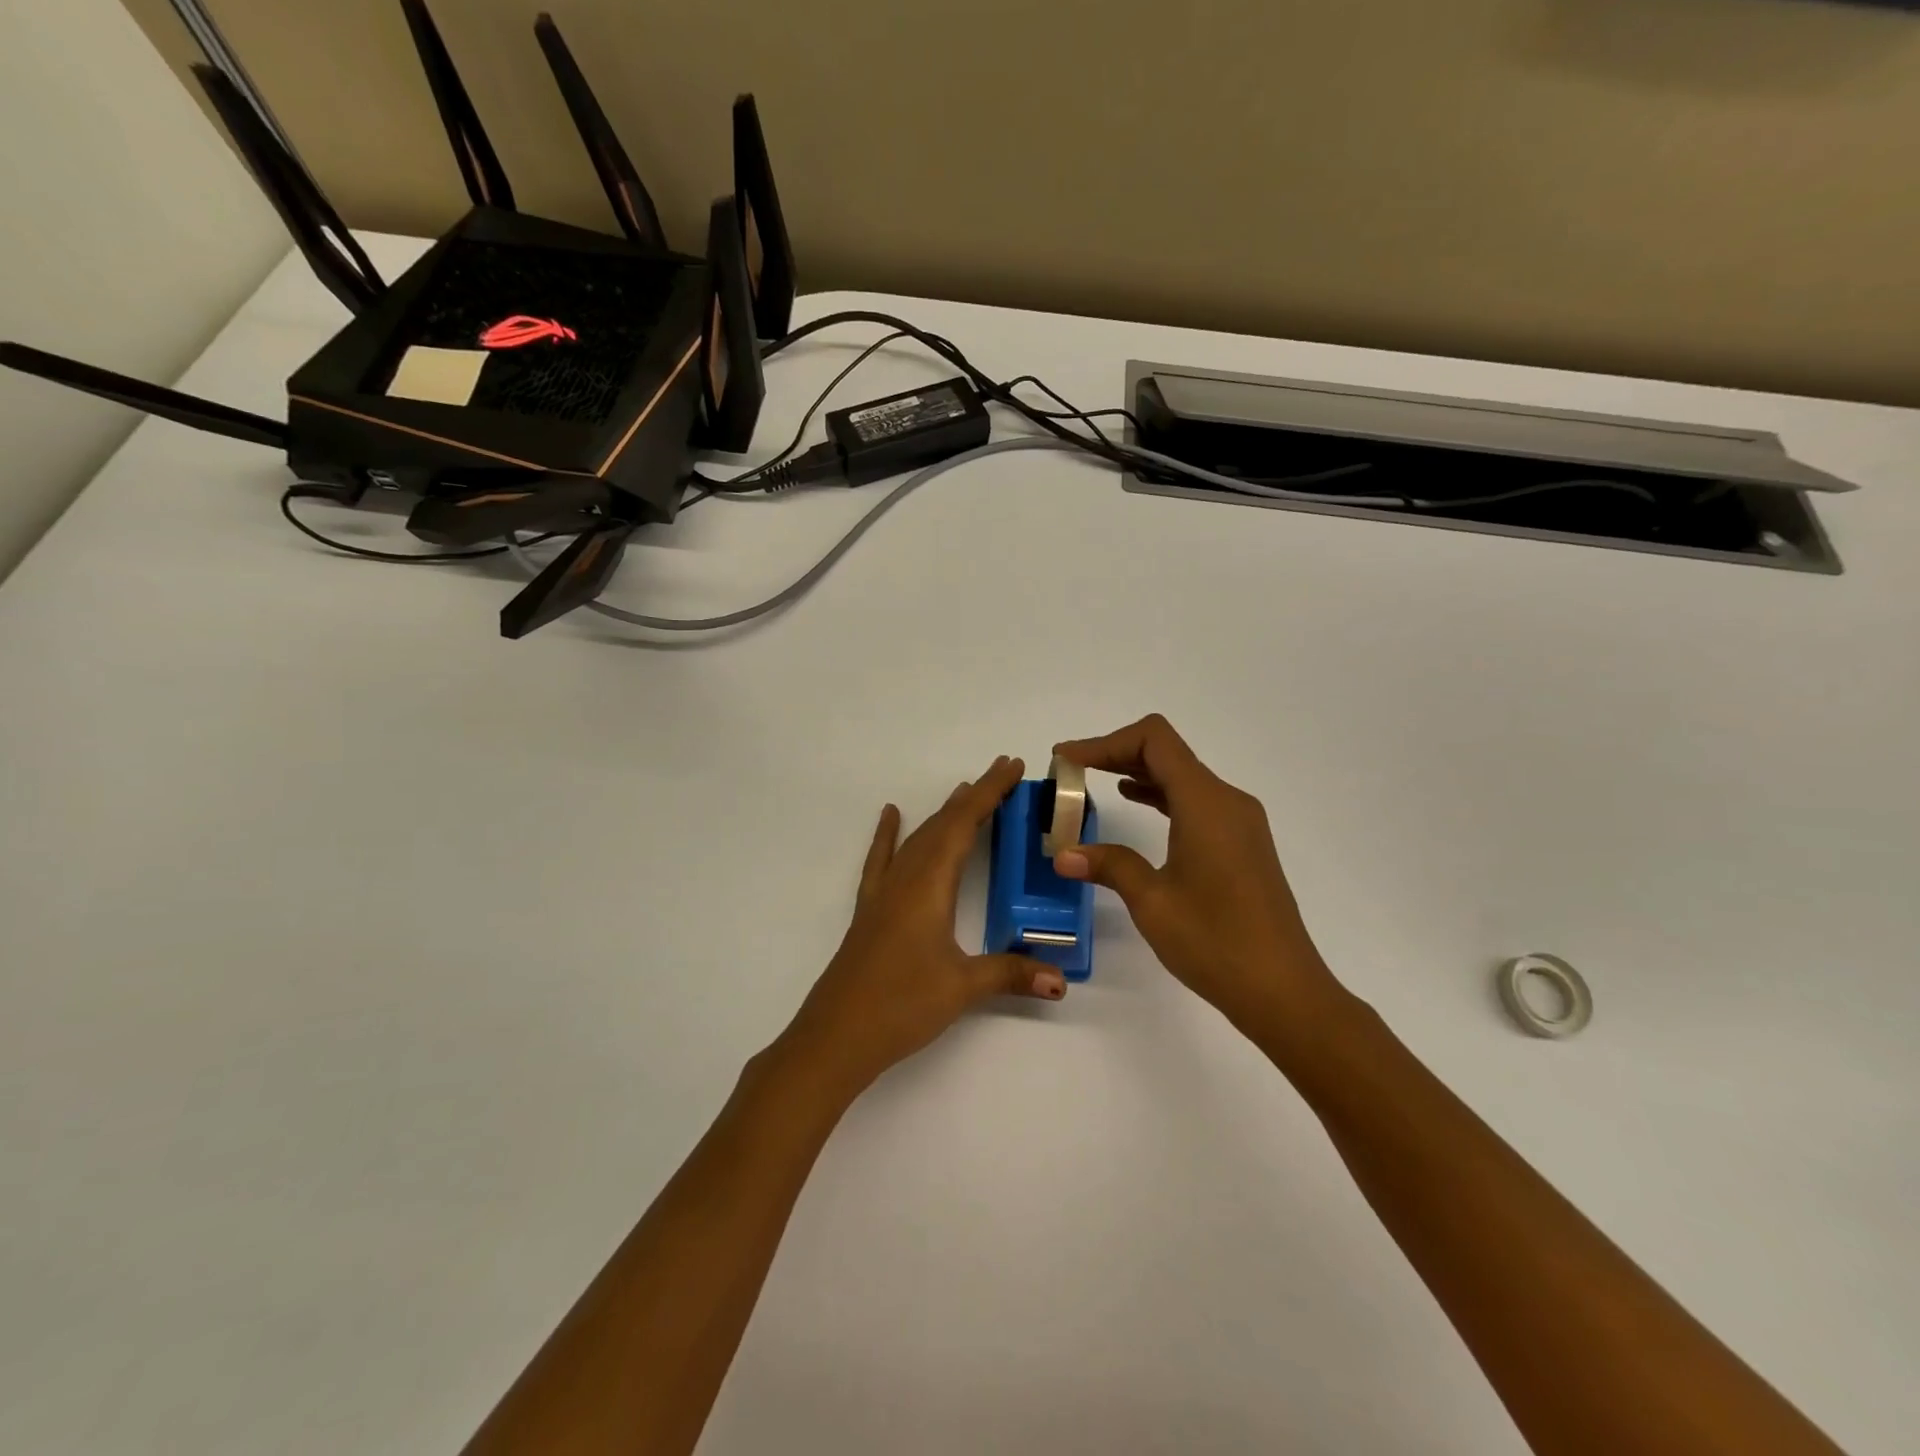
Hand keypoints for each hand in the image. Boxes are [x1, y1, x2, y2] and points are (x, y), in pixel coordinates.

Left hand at [781, 756, 1066, 1100]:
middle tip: (1003, 773)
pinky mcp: (870, 910)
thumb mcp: (962, 988)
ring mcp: (882, 893)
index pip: (963, 825)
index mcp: (928, 886)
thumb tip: (1061, 978)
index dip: (990, 793)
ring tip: (965, 791)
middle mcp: (904, 879)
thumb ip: (1011, 974)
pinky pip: (882, 860)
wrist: (835, 1037)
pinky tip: (889, 815)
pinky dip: (888, 834)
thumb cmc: (900, 1006)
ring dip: (942, 813)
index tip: (1012, 766)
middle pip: (941, 824)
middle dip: (973, 796)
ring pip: (917, 838)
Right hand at [1053, 715, 1341, 1034]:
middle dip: (1116, 753)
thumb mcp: (1152, 902)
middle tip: (1072, 772)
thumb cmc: (1216, 943)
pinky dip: (1160, 794)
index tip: (1068, 760)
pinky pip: (1195, 800)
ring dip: (1137, 772)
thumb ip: (1110, 865)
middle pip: (1167, 752)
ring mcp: (1239, 821)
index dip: (1106, 742)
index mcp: (1206, 803)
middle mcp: (1227, 800)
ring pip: (1182, 775)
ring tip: (1093, 785)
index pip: (1154, 741)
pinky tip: (1134, 804)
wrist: (1284, 991)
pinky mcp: (1242, 842)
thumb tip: (1064, 854)